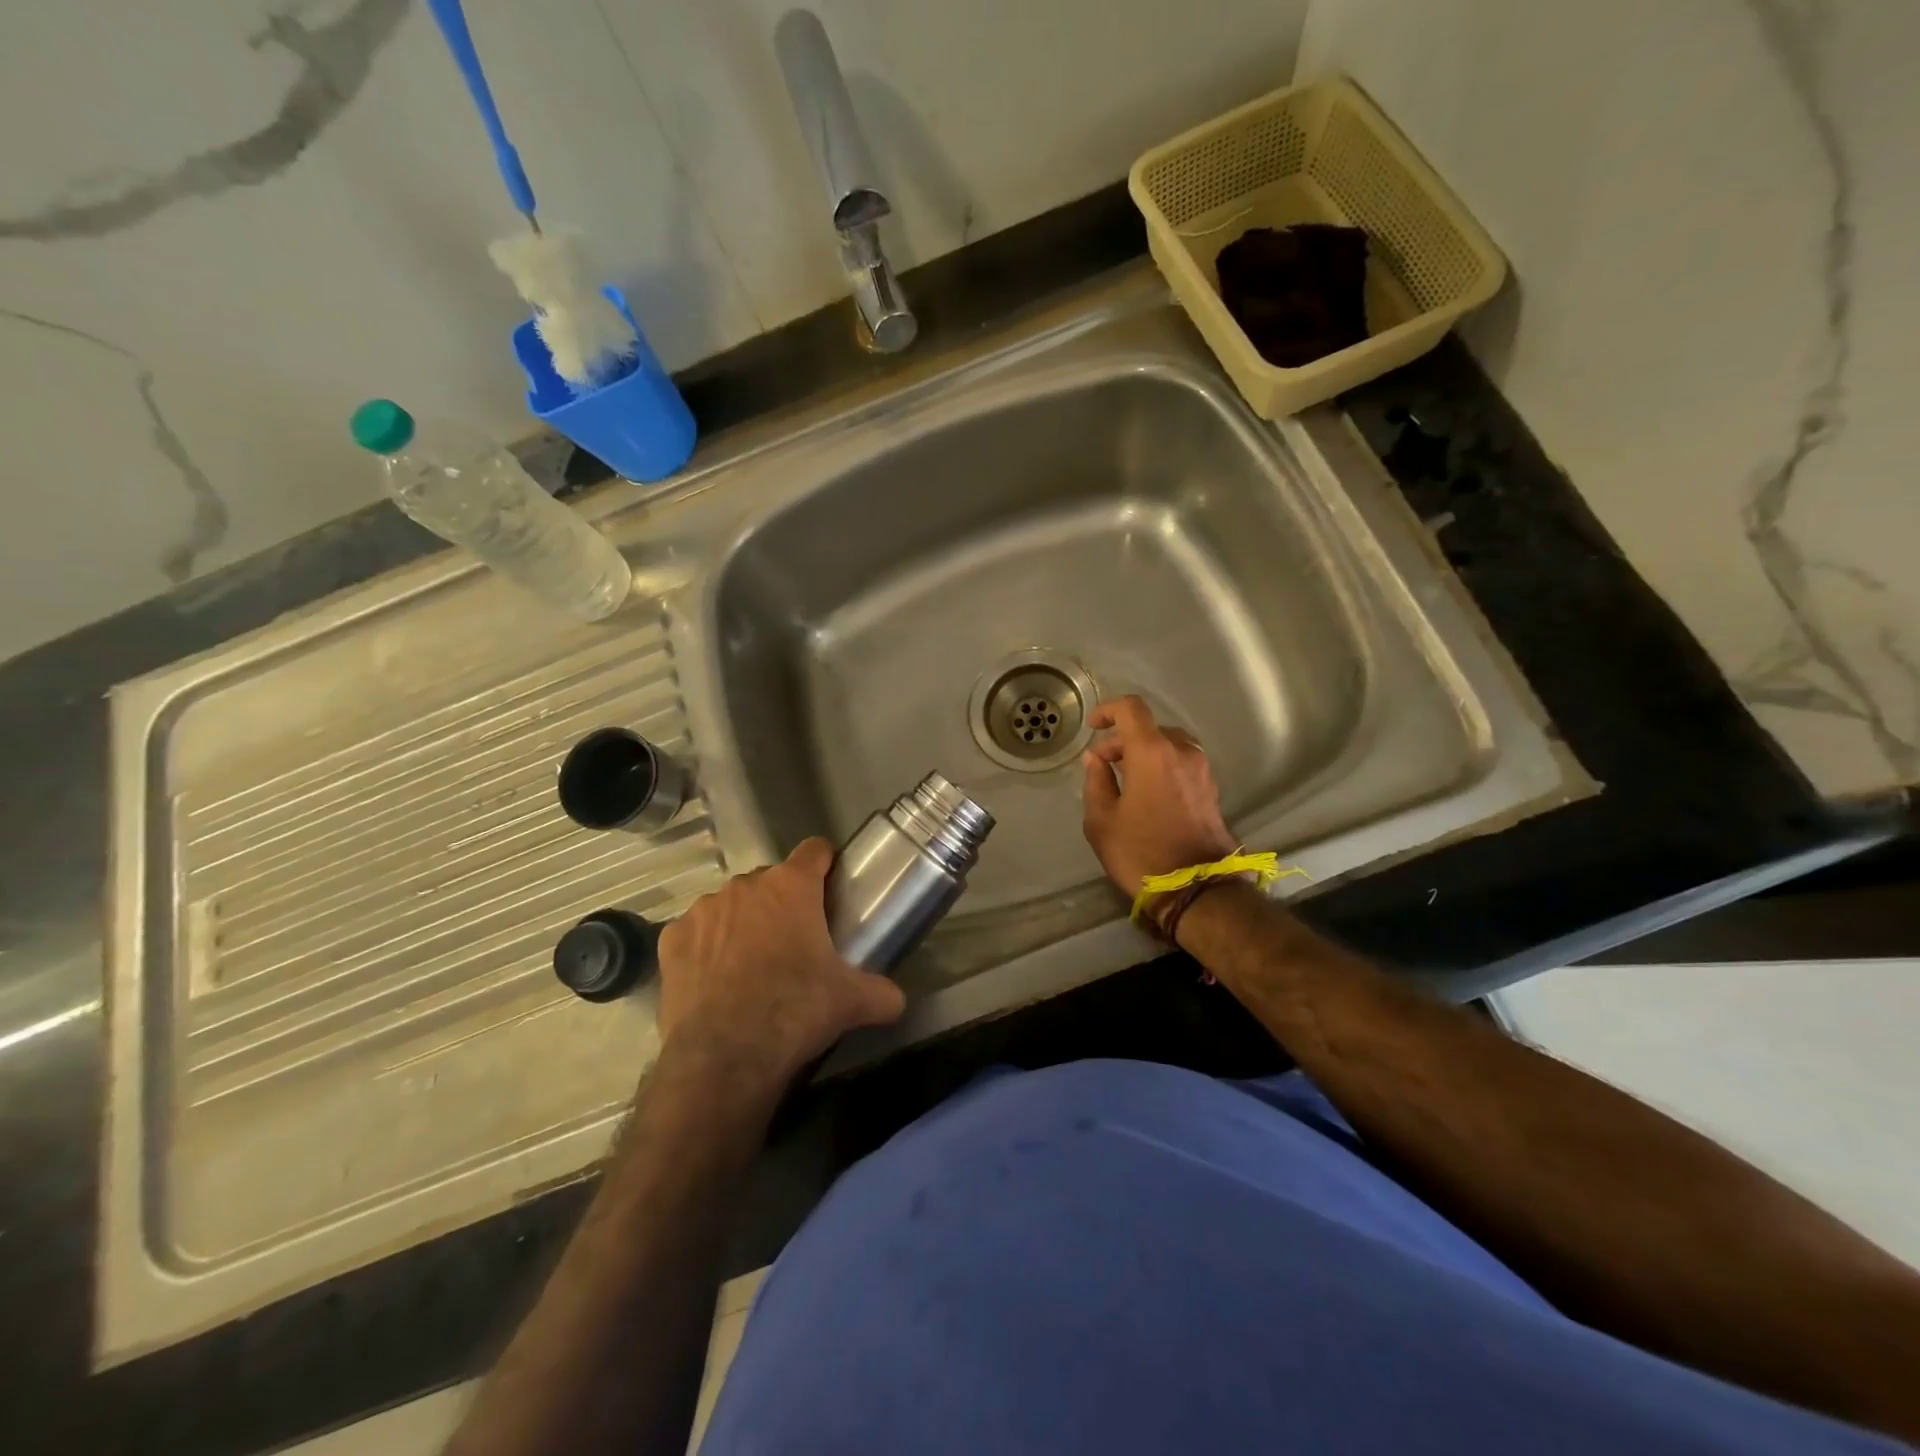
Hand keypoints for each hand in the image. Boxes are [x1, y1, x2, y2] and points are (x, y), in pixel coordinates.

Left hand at [657, 838, 905, 1088]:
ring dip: (742, 923)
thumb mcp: (851, 1002)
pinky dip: (706, 948)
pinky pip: (696, 933)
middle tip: (794, 942)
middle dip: (782, 903)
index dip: (824, 865)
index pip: (814, 850)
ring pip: (730, 905)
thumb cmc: (794, 1011)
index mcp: (791, 887)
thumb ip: (881, 992)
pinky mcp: (670, 940)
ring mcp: (703, 910)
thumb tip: (897, 1000)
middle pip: (771, 880)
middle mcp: (745, 886)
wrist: (723, 1058)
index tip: (829, 887)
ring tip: (751, 967)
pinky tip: (715, 982)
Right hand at [1082, 695, 1235, 900]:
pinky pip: (1181, 762)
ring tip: (1124, 780)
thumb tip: (1096, 759)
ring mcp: (1201, 770)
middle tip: (1102, 766)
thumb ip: (1096, 781)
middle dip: (1122, 741)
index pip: (1131, 709)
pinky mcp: (1211, 788)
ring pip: (1167, 745)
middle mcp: (1182, 752)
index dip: (1108, 710)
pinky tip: (1147, 794)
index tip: (1092, 728)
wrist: (1196, 888)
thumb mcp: (1101, 820)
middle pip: (1149, 728)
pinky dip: (1161, 766)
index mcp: (1153, 752)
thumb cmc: (1141, 852)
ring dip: (1144, 753)